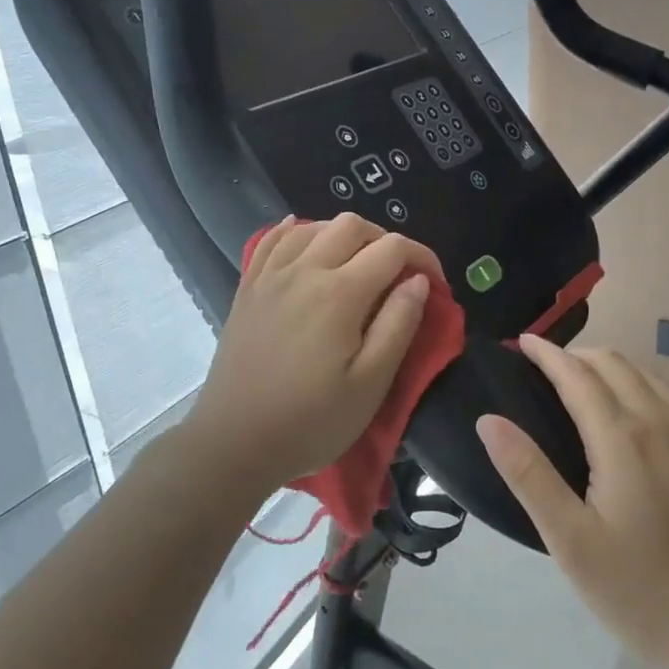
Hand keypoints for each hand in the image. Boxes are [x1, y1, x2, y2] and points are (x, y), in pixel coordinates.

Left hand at [187, 214, 440, 497]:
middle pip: (352, 225)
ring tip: (358, 265)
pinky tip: (306, 240)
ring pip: (313, 226)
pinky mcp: (248, 287)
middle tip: (398, 276)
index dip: (422, 257)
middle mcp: (304, 270)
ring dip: (344, 235)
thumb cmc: (311, 421)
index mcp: (340, 293)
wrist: (234, 442)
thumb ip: (399, 324)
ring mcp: (271, 275)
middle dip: (386, 241)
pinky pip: (272, 239)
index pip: (392, 248)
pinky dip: (296, 231)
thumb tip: (418, 281)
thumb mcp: (370, 384)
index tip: (434, 285)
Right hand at [477, 336, 668, 668]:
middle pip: (615, 365)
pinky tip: (650, 412)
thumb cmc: (643, 592)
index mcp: (622, 438)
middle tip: (550, 368)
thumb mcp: (571, 542)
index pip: (576, 374)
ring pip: (652, 378)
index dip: (547, 353)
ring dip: (615, 370)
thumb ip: (528, 475)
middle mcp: (665, 421)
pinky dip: (655, 391)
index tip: (523, 342)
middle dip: (578, 356)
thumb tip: (489, 420)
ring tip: (592, 386)